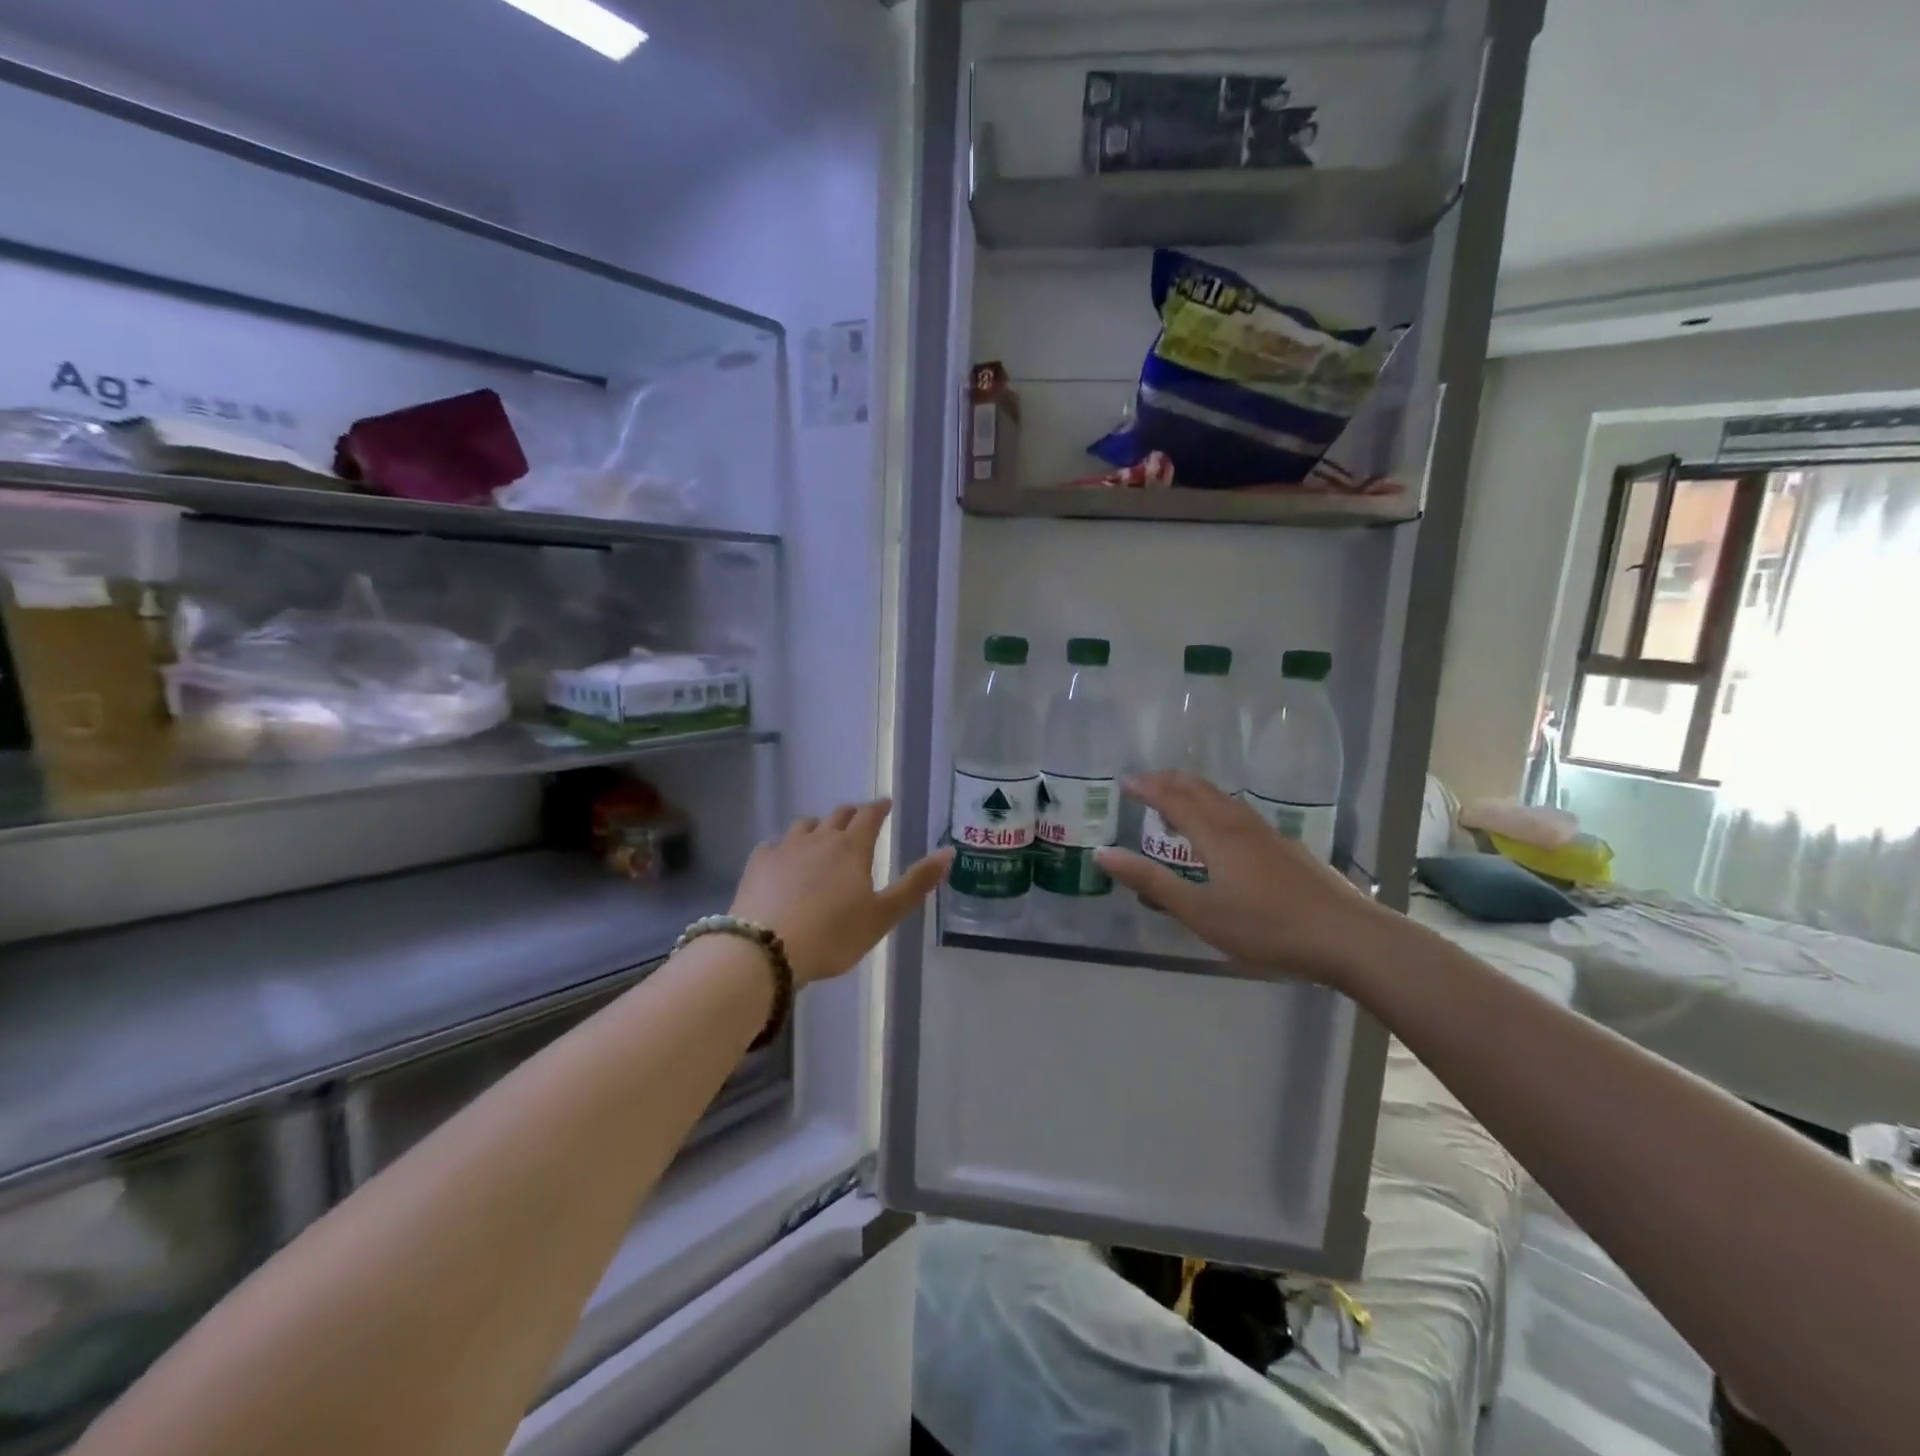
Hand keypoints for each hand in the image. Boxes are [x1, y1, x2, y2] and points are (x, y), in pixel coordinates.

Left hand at [730, 800, 951, 986]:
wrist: (765, 949)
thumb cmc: (832, 935)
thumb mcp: (883, 916)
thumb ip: (915, 884)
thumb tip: (948, 852)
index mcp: (852, 849)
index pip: (869, 816)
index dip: (879, 808)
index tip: (885, 803)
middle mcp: (819, 839)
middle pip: (838, 816)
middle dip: (852, 814)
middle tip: (858, 818)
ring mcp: (785, 848)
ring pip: (804, 825)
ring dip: (818, 826)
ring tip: (821, 835)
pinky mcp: (757, 863)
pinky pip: (774, 844)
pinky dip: (784, 846)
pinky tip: (783, 859)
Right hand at [1095, 772, 1388, 986]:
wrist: (1348, 937)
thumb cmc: (1266, 927)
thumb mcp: (1199, 912)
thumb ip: (1151, 882)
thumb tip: (1104, 854)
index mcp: (1216, 835)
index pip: (1174, 799)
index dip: (1147, 788)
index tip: (1125, 781)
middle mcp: (1240, 825)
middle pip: (1201, 790)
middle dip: (1170, 782)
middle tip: (1146, 783)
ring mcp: (1269, 835)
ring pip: (1224, 800)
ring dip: (1195, 793)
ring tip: (1178, 802)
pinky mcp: (1288, 850)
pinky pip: (1241, 815)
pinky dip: (1218, 809)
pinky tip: (1225, 831)